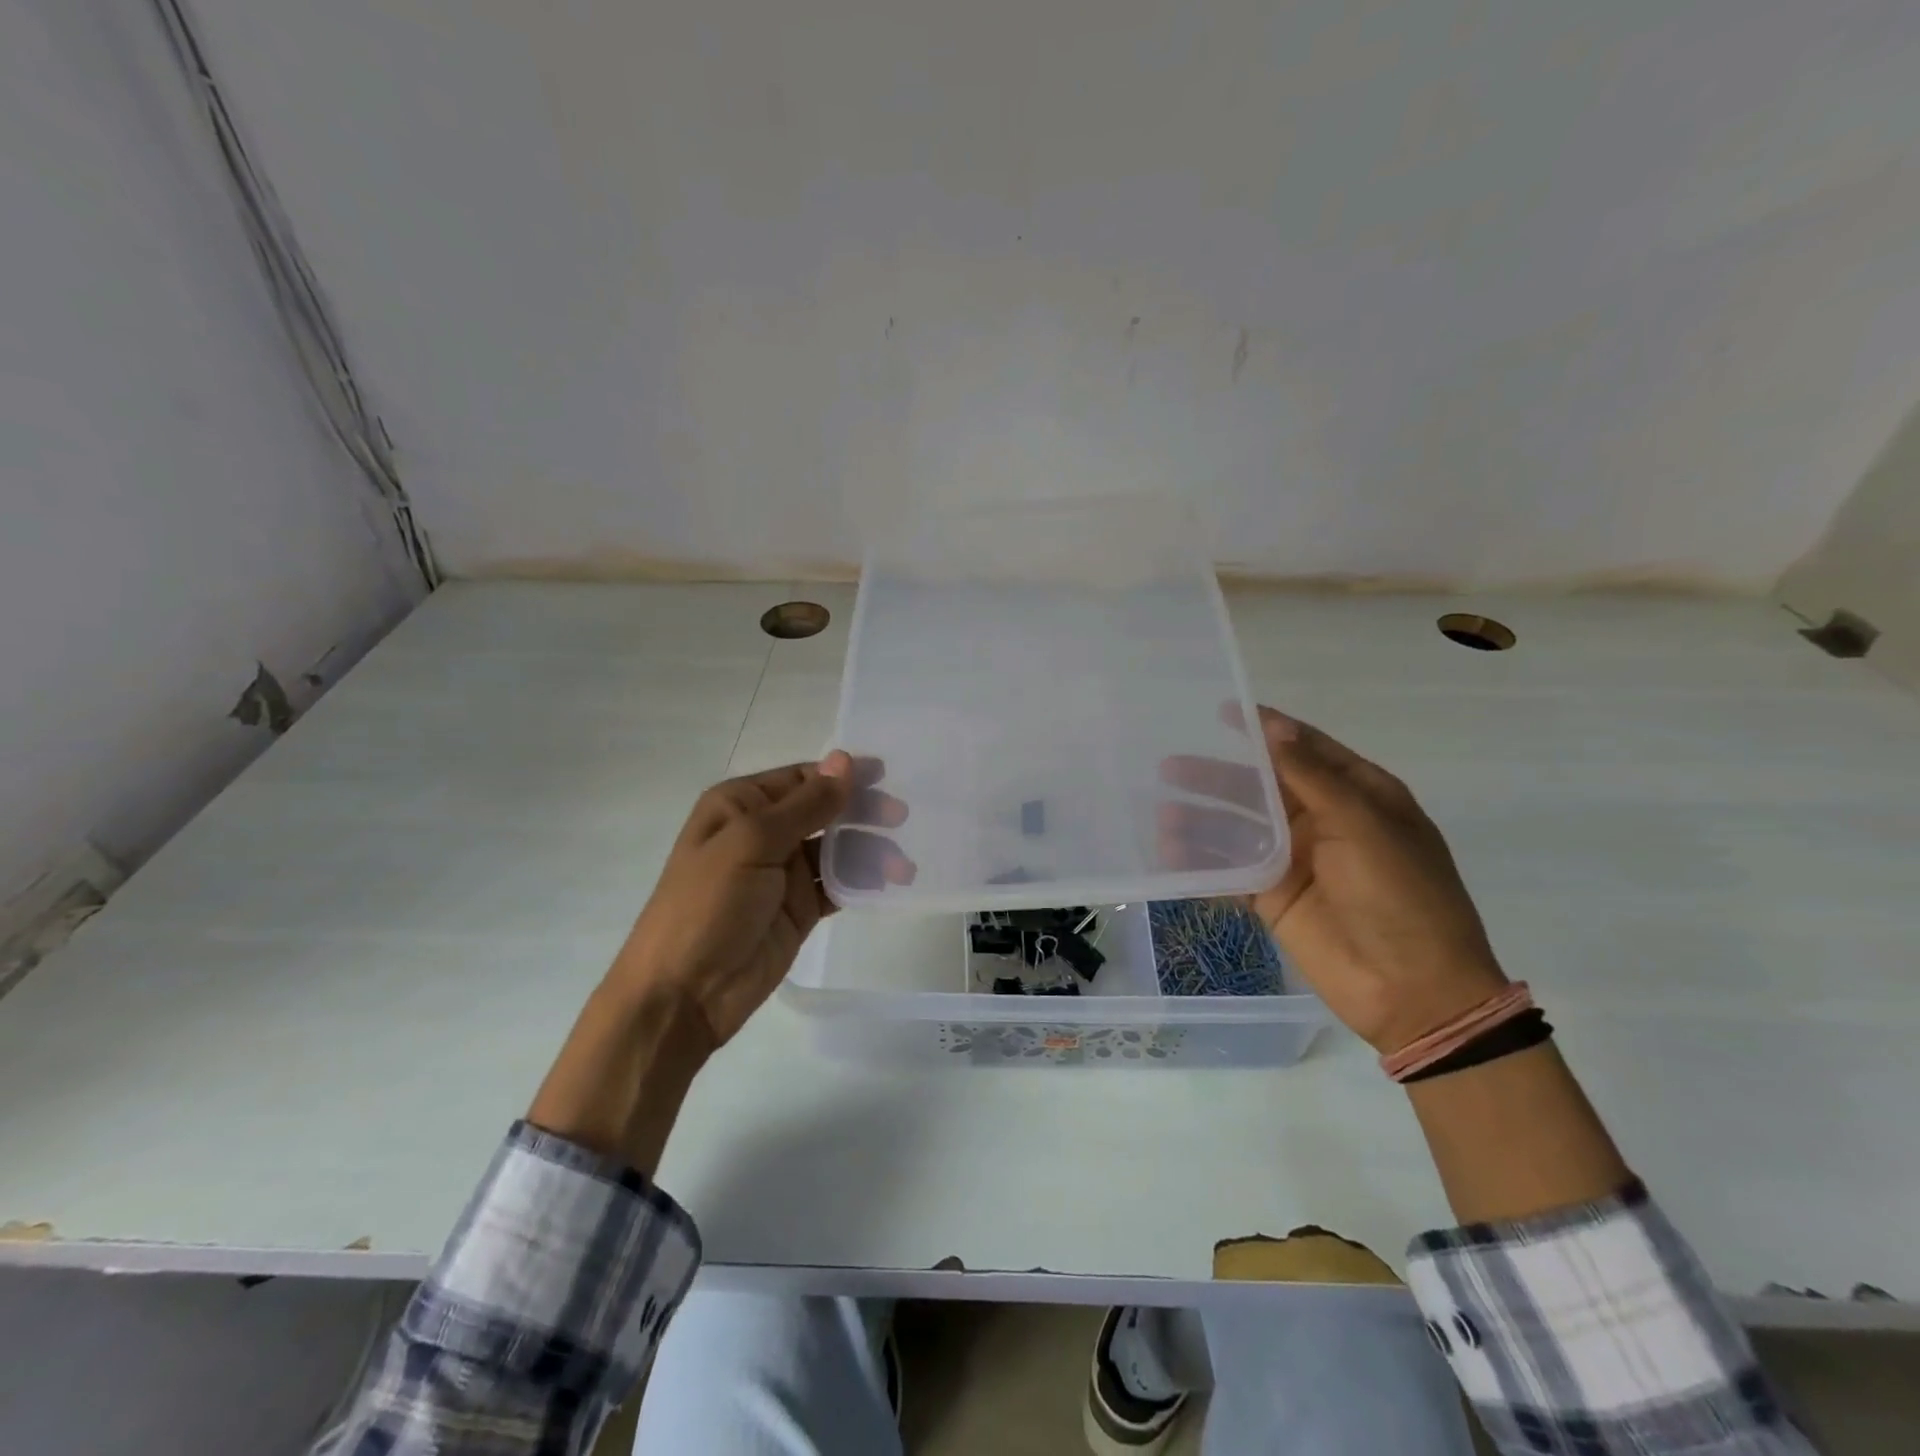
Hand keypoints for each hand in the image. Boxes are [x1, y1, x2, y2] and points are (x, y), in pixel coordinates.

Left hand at [610, 753, 902, 1049]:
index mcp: (740, 805)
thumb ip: (805, 805)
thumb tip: (844, 760)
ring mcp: (782, 873)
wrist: (684, 994)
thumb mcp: (752, 844)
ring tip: (903, 864)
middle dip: (862, 811)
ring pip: (836, 849)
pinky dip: (863, 881)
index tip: (887, 775)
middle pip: (823, 811)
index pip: (801, 779)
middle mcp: (763, 832)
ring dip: (869, 850)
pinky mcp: (799, 909)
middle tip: (902, 817)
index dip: (842, 775)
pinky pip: (838, 885)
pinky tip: (891, 882)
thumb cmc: (708, 905)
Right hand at [1161, 707, 1505, 1053]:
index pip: (1305, 750)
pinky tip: (1170, 855)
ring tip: (1161, 814)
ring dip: (1201, 820)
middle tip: (1168, 767)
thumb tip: (1275, 727)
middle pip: (1260, 788)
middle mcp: (1323, 822)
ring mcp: (1295, 861)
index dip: (1266, 730)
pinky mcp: (1273, 897)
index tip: (1223, 712)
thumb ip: (1311, 776)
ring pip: (1239, 829)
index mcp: (1358, 796)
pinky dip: (1201, 863)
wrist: (1412, 988)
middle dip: (1217, 776)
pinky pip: (1230, 872)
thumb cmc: (1399, 895)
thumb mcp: (1361, 824)